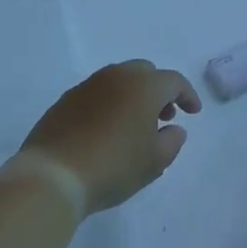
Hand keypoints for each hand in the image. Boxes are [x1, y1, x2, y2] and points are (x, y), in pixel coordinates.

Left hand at [18, 60, 201, 214]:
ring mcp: (87, 86)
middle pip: (145, 72)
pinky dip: (110, 103)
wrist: (53, 175)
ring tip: (135, 125)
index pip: (173, 81)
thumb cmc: (114, 166)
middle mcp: (116, 76)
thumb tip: (174, 128)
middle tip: (164, 116)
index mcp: (143, 86)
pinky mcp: (66, 100)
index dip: (187, 95)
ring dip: (133, 95)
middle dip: (159, 90)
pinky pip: (97, 93)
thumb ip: (172, 141)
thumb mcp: (154, 161)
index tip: (193, 113)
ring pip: (119, 79)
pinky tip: (107, 130)